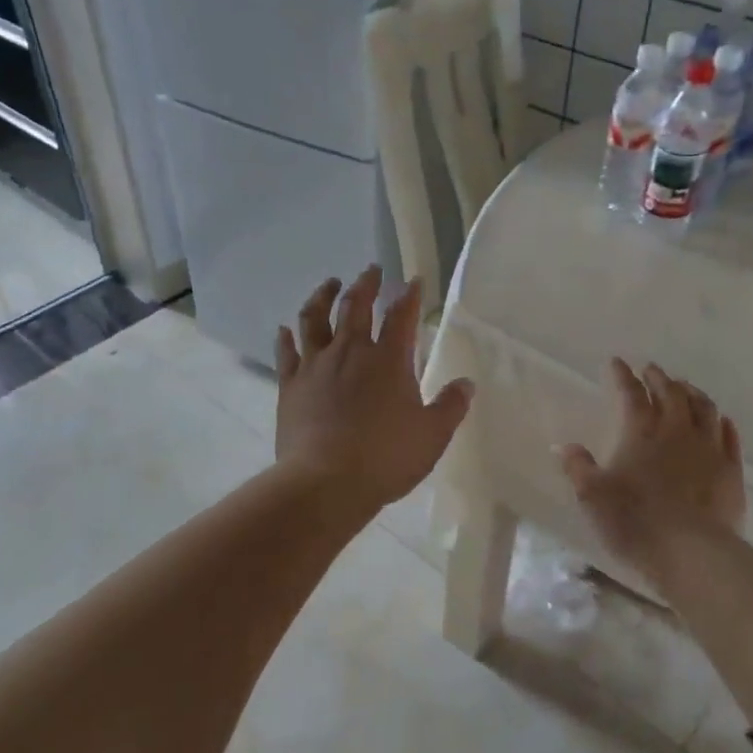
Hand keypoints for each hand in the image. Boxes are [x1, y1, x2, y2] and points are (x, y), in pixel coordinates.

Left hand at [275, 267, 474, 507]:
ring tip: (330, 284)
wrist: (325, 482)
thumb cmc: (385, 458)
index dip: (409, 295)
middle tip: (371, 270)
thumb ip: (450, 406)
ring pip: (315, 318)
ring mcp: (316, 365)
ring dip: (323, 296)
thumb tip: (466, 384)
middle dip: (366, 283)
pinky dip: (287, 336)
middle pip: (356, 305)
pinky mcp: (290, 384)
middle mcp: (350, 351)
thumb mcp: (432, 435)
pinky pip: (287, 351)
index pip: (402, 315)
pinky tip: (285, 329)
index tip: (414, 280)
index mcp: (388, 360)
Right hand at [559, 359, 744, 576]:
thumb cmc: (635, 521)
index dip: (623, 376)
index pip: (631, 394)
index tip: (617, 362)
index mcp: (641, 432)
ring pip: (704, 408)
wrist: (692, 552)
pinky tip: (721, 420)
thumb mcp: (592, 496)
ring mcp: (709, 449)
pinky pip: (729, 437)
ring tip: (685, 387)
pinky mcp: (731, 471)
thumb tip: (563, 447)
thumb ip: (578, 468)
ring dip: (693, 393)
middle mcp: (677, 431)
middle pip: (671, 393)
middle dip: (659, 378)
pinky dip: (722, 423)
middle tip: (651, 370)